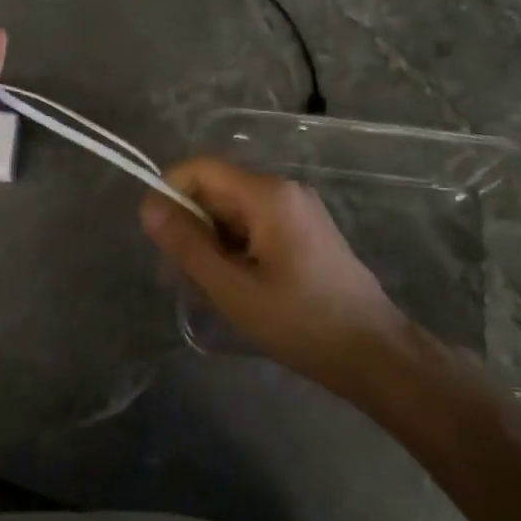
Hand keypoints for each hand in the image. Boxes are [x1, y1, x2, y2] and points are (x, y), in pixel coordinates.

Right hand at [140, 157, 413, 392]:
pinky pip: (254, 229)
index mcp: (267, 195)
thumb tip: (149, 207)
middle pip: (217, 191)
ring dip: (210, 246)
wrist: (371, 352)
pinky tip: (232, 291)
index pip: (201, 169)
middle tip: (178, 279)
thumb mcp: (232, 287)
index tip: (156, 237)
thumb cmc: (299, 321)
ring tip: (205, 293)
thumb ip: (187, 244)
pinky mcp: (304, 234)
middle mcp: (284, 191)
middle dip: (190, 228)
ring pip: (233, 214)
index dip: (169, 193)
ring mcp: (297, 212)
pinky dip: (234, 253)